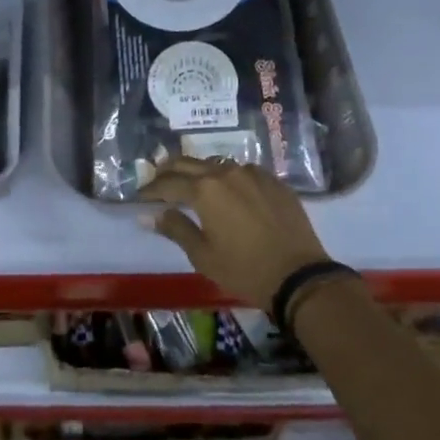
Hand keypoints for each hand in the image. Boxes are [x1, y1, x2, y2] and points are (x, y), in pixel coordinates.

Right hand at [139, 157, 329, 308]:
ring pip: (217, 165)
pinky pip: (243, 172)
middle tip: (157, 179)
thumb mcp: (203, 255)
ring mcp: (253, 173)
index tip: (140, 196)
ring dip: (199, 172)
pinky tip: (228, 190)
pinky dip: (228, 177)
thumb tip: (149, 215)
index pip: (168, 183)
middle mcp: (226, 173)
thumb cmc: (245, 269)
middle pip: (189, 164)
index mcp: (204, 190)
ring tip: (191, 182)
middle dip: (169, 170)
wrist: (299, 275)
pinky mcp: (274, 181)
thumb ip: (175, 229)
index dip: (151, 189)